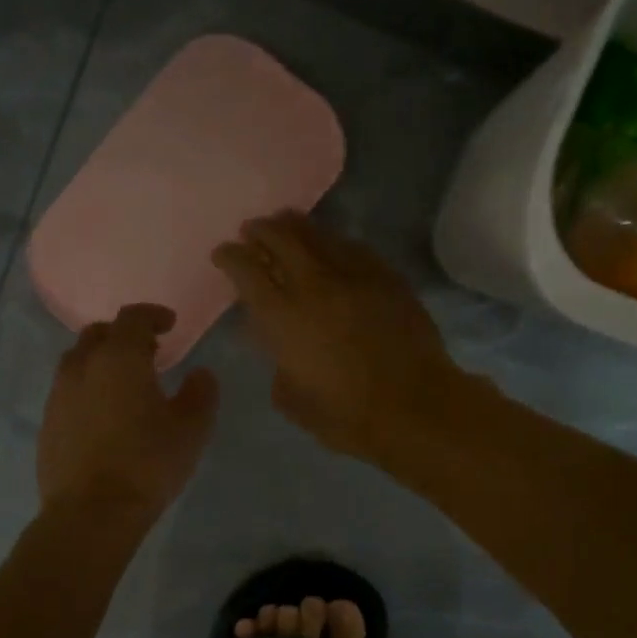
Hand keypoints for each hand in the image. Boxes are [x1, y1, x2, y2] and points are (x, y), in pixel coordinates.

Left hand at [37, 304, 218, 520]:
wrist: (91, 513)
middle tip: (147, 352)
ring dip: (101, 362)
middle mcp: (82, 367)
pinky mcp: (47, 424)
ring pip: (78, 362)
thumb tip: (200, 374)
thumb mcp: (191, 429)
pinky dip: (87, 390)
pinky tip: (103, 416)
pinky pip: (67, 392)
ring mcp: (58, 396)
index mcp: (119, 358)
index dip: (152, 315)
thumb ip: (201, 393)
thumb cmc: (147, 464)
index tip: (169, 324)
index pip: (132, 318)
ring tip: (123, 384)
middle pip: (98, 334)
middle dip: (123, 335)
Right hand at [212, 212, 463, 460]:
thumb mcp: (291, 398)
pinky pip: (354, 247)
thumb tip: (282, 348)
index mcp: (282, 316)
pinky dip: (334, 241)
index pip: (247, 271)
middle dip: (260, 230)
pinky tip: (331, 244)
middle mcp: (314, 285)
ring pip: (318, 235)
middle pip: (281, 240)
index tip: (222, 253)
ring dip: (295, 226)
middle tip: (251, 229)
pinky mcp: (387, 278)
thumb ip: (278, 364)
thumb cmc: (345, 415)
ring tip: (285, 222)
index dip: (230, 257)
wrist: (414, 407)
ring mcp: (354, 276)